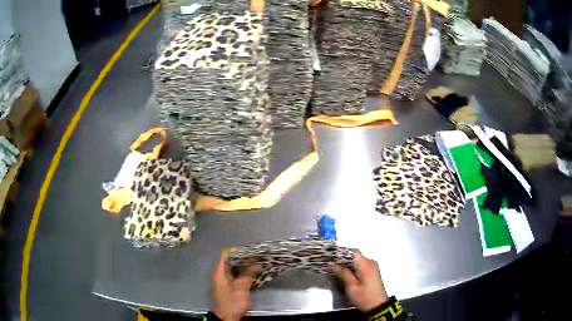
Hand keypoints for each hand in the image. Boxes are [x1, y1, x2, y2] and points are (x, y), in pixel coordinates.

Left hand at [211, 249, 258, 320]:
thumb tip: (256, 264)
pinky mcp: (229, 288)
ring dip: (244, 267)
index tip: (249, 250)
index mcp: (219, 273)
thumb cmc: (232, 302)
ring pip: (234, 270)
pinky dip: (243, 274)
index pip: (225, 255)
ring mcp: (224, 282)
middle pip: (230, 262)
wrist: (226, 318)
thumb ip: (248, 275)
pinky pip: (236, 277)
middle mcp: (220, 275)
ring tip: (257, 264)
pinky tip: (253, 275)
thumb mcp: (241, 289)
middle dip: (243, 259)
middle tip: (256, 256)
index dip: (236, 250)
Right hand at [332, 251, 388, 311]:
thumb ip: (342, 273)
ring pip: (357, 260)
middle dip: (342, 258)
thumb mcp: (351, 287)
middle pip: (354, 255)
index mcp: (366, 265)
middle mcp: (370, 262)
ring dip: (346, 263)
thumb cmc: (364, 297)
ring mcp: (372, 267)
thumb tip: (332, 263)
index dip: (340, 252)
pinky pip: (360, 265)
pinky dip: (352, 267)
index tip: (329, 255)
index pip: (352, 252)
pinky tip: (344, 272)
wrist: (377, 306)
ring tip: (334, 268)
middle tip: (329, 263)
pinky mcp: (372, 271)